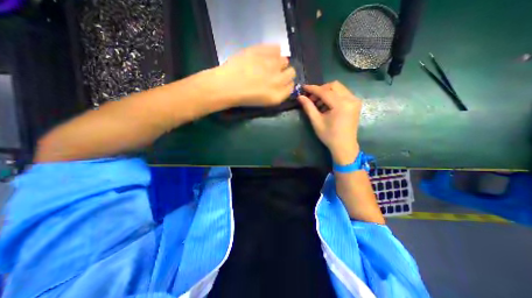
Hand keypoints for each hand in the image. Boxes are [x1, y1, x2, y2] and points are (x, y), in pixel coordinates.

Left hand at [211, 45, 295, 106]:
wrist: (226, 86)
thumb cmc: (243, 97)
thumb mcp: (264, 102)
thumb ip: (278, 93)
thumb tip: (284, 83)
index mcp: (277, 96)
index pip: (291, 87)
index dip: (286, 84)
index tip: (280, 83)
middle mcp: (278, 81)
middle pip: (291, 72)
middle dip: (285, 73)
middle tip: (274, 74)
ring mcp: (271, 65)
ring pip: (285, 60)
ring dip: (279, 62)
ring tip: (267, 64)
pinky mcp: (262, 52)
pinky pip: (276, 48)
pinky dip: (273, 51)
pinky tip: (265, 55)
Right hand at [299, 82, 360, 164]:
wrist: (344, 146)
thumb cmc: (329, 135)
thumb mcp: (316, 121)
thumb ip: (308, 107)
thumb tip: (300, 96)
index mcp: (341, 104)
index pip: (324, 91)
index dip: (312, 89)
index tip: (303, 88)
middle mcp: (351, 99)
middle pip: (333, 85)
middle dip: (320, 90)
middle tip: (311, 99)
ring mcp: (355, 100)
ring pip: (338, 88)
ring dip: (327, 92)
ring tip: (318, 103)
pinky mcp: (355, 103)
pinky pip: (343, 93)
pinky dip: (333, 96)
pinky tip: (327, 105)